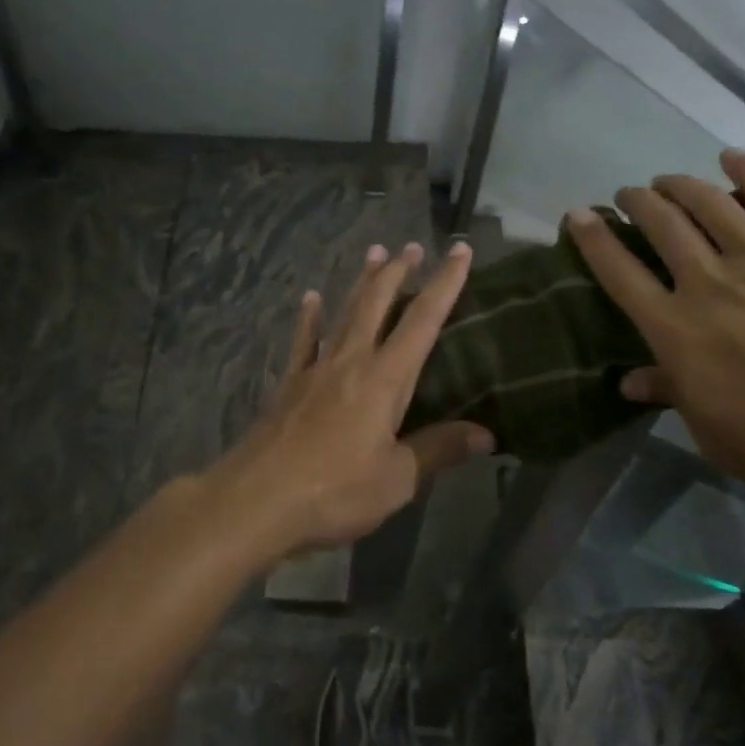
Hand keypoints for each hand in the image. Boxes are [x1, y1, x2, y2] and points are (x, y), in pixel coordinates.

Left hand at [209, 240, 493, 560]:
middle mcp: (351, 361)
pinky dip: (309, 317)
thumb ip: (438, 450)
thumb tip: (486, 434)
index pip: (423, 321)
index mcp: (385, 379)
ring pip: (344, 312)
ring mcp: (316, 368)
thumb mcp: (397, 479)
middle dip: (398, 272)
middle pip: (378, 304)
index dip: (445, 284)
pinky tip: (310, 297)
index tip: (460, 251)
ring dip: (361, 282)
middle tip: (412, 246)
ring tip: (374, 252)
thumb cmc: (335, 491)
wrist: (257, 499)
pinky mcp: (289, 384)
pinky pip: (304, 340)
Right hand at [566, 149, 744, 512]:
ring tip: (666, 181)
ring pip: (705, 201)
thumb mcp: (722, 440)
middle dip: (635, 202)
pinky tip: (730, 159)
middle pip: (659, 224)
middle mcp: (708, 281)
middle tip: (629, 196)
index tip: (577, 215)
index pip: (619, 272)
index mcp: (678, 331)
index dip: (593, 238)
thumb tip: (629, 380)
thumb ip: (674, 398)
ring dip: (677, 185)